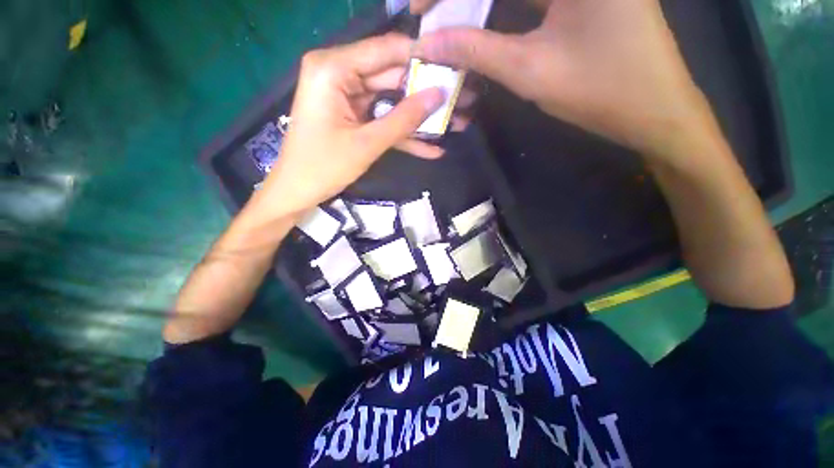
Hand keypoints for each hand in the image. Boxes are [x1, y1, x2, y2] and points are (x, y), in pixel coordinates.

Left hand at [256, 34, 444, 218]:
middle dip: (426, 93)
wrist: (298, 191)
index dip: (422, 57)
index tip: (455, 65)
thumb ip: (403, 119)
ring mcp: (348, 97)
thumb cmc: (323, 167)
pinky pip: (383, 120)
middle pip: (392, 77)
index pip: (386, 51)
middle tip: (461, 98)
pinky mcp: (354, 117)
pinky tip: (431, 148)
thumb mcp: (367, 144)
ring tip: (455, 123)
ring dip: (420, 118)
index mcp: (333, 69)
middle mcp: (340, 74)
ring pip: (392, 101)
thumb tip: (438, 95)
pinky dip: (404, 135)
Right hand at [413, 0, 717, 159]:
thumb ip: (477, 52)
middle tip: (432, 16)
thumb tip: (429, 44)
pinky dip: (503, 6)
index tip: (419, 8)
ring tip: (451, 22)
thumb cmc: (599, 91)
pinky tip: (482, 19)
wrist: (653, 108)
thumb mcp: (530, 72)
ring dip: (480, 2)